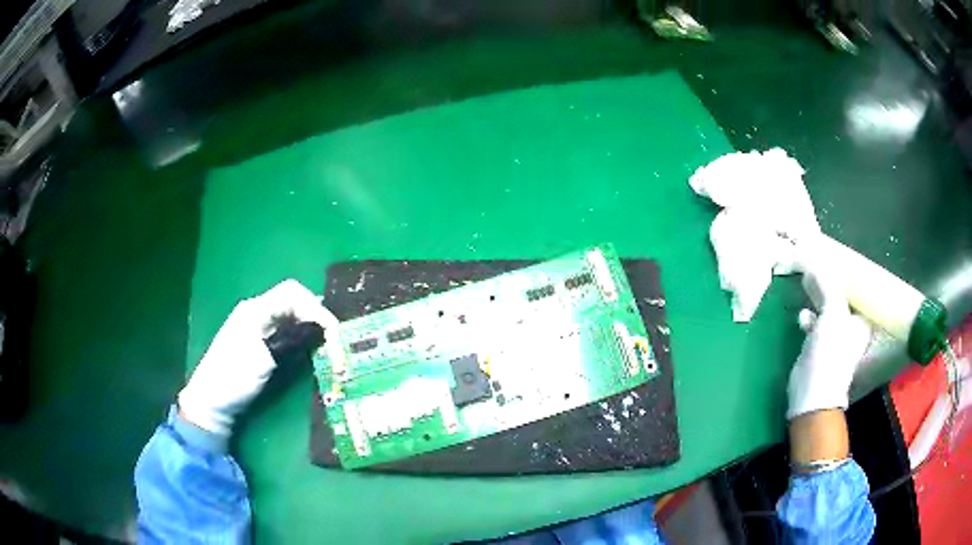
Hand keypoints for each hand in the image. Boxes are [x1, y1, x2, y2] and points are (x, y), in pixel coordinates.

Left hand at [178, 279, 336, 435]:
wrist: (210, 400)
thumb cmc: (233, 379)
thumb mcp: (263, 360)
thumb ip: (290, 340)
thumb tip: (319, 328)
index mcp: (255, 310)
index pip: (292, 293)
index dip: (316, 308)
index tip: (333, 332)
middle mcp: (257, 311)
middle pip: (293, 299)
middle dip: (316, 314)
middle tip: (334, 338)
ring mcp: (257, 325)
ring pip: (291, 313)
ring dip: (310, 324)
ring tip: (327, 343)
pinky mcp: (259, 339)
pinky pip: (285, 326)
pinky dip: (301, 333)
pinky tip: (310, 346)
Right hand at [787, 261, 872, 419]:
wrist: (813, 392)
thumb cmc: (831, 351)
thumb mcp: (833, 311)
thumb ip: (826, 284)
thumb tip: (812, 262)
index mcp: (862, 318)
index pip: (856, 289)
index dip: (846, 274)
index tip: (833, 259)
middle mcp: (852, 326)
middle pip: (841, 296)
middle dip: (828, 283)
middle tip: (815, 266)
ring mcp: (836, 338)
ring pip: (827, 309)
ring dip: (816, 298)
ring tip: (805, 285)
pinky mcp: (820, 348)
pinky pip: (816, 323)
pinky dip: (809, 317)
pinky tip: (801, 315)